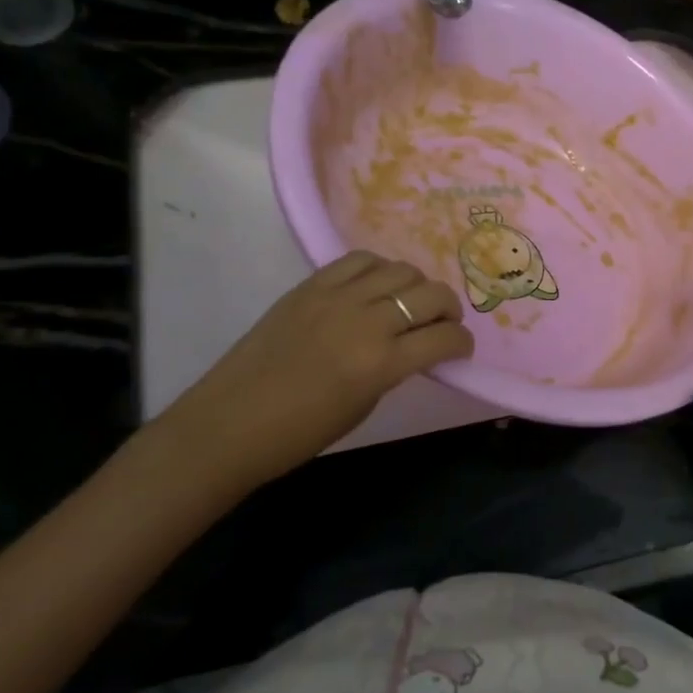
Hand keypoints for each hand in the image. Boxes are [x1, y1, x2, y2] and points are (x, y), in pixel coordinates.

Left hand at [152, 252, 472, 492]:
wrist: (229, 424)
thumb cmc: (301, 432)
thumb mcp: (364, 404)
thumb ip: (395, 369)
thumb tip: (415, 346)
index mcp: (382, 363)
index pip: (445, 338)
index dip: (462, 343)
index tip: (460, 349)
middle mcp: (365, 321)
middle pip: (431, 294)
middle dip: (448, 310)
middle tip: (442, 324)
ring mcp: (336, 297)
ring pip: (400, 270)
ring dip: (416, 287)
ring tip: (408, 302)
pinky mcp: (310, 286)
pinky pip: (359, 260)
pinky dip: (379, 270)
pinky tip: (375, 287)